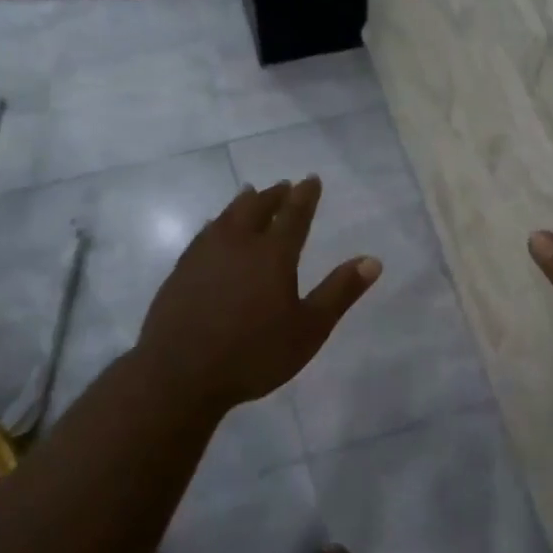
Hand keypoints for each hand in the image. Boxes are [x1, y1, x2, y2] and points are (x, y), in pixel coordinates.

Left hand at [135, 176, 381, 411]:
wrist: (180, 373)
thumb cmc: (253, 354)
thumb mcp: (308, 329)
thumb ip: (339, 292)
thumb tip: (372, 261)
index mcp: (273, 254)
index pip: (294, 214)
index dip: (305, 195)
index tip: (311, 179)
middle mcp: (238, 244)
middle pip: (257, 208)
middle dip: (274, 194)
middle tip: (283, 186)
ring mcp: (205, 254)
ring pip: (227, 216)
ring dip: (243, 203)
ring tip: (250, 193)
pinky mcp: (181, 270)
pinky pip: (204, 234)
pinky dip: (217, 223)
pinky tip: (214, 229)